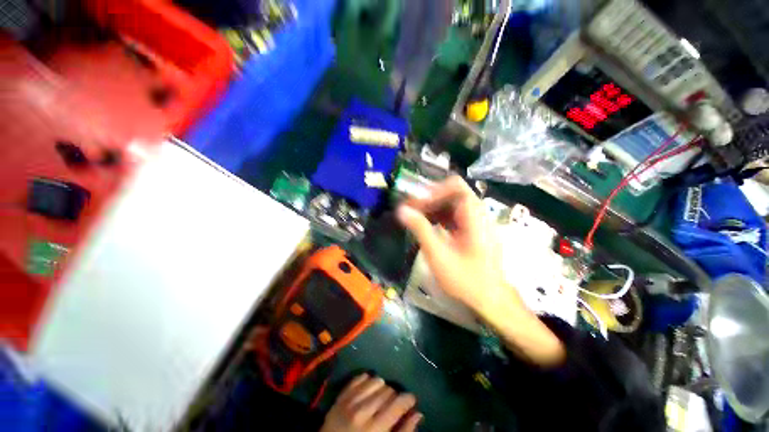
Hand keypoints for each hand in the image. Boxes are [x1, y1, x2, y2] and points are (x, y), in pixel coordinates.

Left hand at [320, 374, 422, 431]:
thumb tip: (418, 414)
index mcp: (376, 428)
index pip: (398, 403)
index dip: (409, 399)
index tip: (412, 401)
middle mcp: (363, 411)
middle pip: (388, 390)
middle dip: (395, 396)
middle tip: (394, 405)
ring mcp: (349, 401)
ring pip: (375, 380)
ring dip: (382, 388)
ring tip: (380, 398)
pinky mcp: (340, 397)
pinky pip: (359, 378)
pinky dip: (367, 381)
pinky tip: (369, 391)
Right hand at [395, 176, 509, 313]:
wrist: (490, 301)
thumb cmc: (466, 280)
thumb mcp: (439, 255)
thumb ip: (421, 229)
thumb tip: (402, 210)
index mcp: (474, 217)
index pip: (456, 187)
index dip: (434, 190)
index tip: (417, 204)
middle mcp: (478, 214)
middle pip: (453, 193)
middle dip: (430, 199)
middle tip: (412, 210)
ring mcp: (476, 222)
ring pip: (452, 204)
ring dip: (433, 207)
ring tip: (416, 217)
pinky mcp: (473, 230)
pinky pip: (454, 215)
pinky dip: (439, 216)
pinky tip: (428, 226)